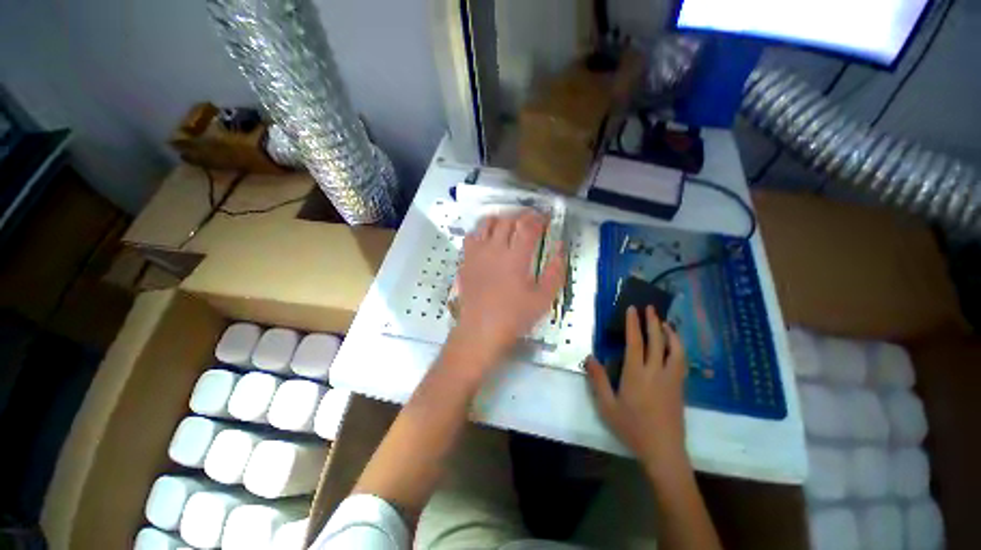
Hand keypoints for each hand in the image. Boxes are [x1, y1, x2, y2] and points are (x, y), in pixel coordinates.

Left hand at [452, 210, 565, 372]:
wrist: (481, 329)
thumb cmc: (514, 316)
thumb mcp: (543, 298)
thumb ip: (555, 271)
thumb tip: (560, 248)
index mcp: (516, 257)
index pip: (528, 226)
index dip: (538, 219)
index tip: (545, 220)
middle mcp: (495, 249)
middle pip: (507, 220)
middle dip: (521, 216)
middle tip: (529, 222)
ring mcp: (477, 253)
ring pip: (487, 223)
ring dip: (500, 220)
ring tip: (508, 226)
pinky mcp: (465, 261)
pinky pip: (471, 236)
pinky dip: (481, 232)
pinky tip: (487, 240)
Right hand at [586, 306, 688, 478]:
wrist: (663, 451)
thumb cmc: (632, 428)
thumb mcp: (607, 406)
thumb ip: (598, 380)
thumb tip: (589, 357)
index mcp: (636, 374)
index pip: (635, 342)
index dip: (633, 323)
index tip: (632, 309)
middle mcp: (656, 372)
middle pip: (657, 341)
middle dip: (653, 321)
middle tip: (650, 307)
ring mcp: (671, 379)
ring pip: (675, 350)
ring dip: (670, 333)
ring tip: (665, 322)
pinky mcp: (680, 387)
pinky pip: (682, 361)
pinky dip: (679, 348)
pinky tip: (675, 346)